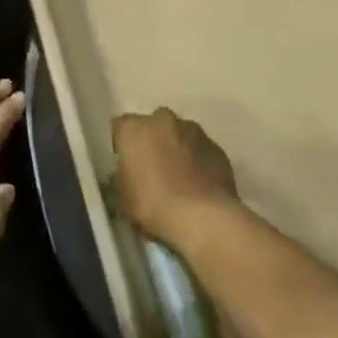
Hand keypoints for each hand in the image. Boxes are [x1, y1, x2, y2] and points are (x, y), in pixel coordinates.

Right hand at [112, 106, 239, 245]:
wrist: (203, 217)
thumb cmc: (153, 204)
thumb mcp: (122, 195)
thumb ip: (123, 175)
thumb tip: (129, 173)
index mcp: (134, 128)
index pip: (120, 127)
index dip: (122, 145)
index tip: (126, 165)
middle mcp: (162, 120)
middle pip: (153, 125)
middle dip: (152, 141)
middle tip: (152, 169)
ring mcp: (194, 131)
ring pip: (180, 135)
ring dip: (177, 149)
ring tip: (179, 179)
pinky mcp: (217, 148)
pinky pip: (201, 150)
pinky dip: (198, 162)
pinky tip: (198, 185)